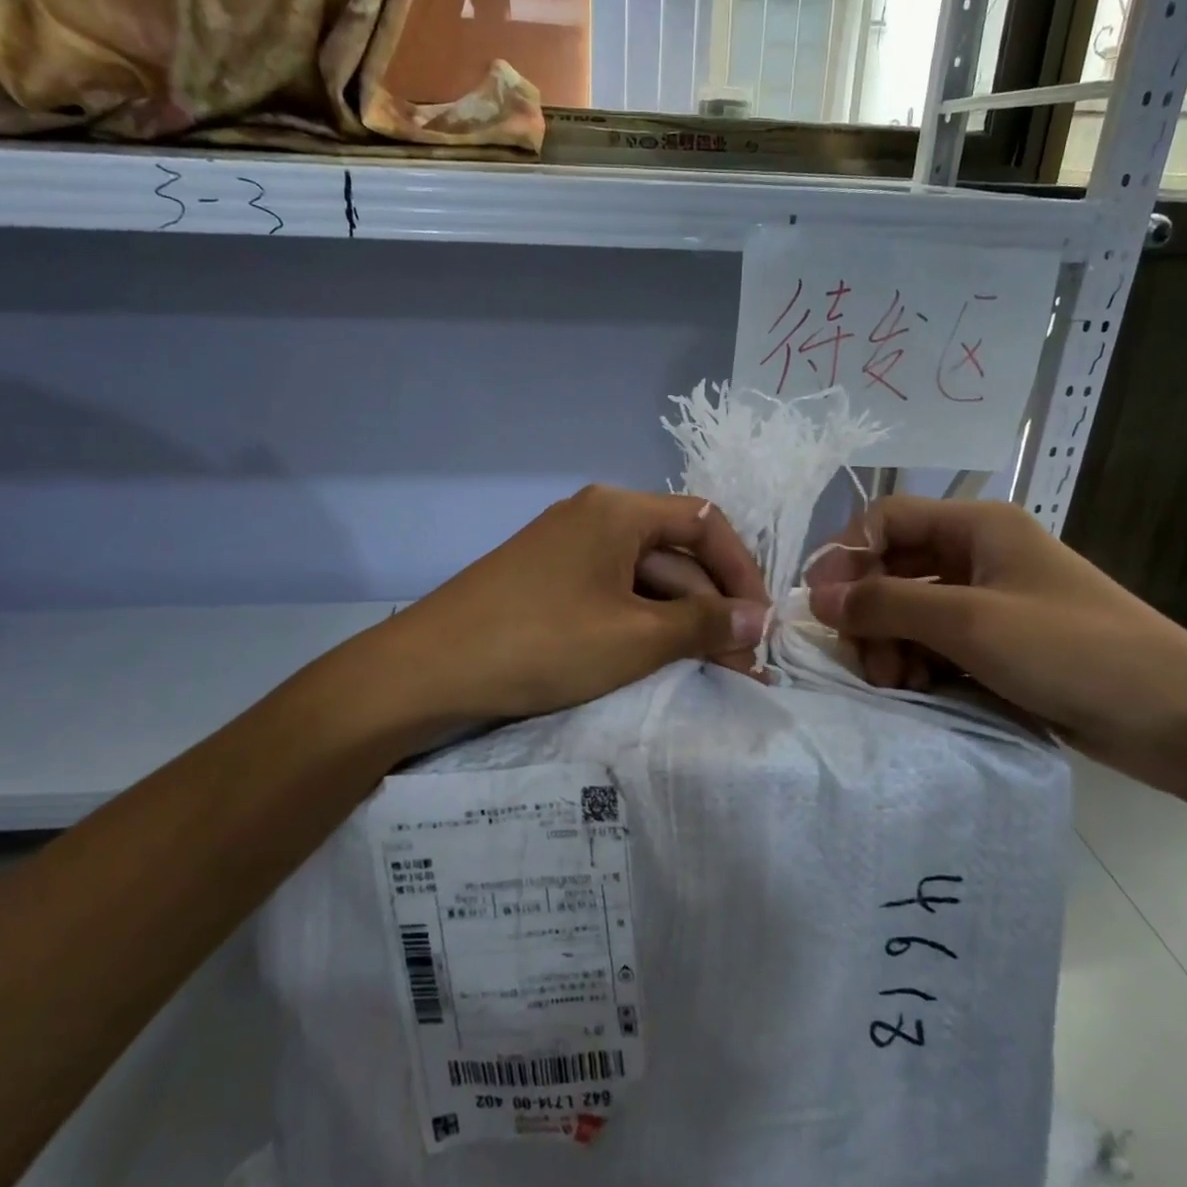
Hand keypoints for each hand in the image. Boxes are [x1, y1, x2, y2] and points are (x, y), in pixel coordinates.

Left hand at [368, 486, 768, 728]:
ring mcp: (566, 552)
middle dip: (712, 609)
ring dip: (680, 625)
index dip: (742, 571)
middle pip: (675, 555)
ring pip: (644, 582)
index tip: (760, 623)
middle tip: (741, 667)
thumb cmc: (541, 643)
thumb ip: (703, 625)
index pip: (705, 524)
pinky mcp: (547, 585)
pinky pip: (611, 598)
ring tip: (710, 675)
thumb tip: (761, 619)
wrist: (425, 672)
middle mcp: (594, 518)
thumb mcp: (633, 638)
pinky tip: (659, 666)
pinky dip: (641, 628)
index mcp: (618, 510)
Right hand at [806, 496, 1186, 794]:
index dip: (846, 555)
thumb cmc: (1072, 651)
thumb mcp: (969, 623)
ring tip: (897, 683)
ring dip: (890, 644)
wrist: (1178, 720)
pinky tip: (920, 690)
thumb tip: (815, 598)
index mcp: (977, 527)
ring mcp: (990, 603)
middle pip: (893, 568)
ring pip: (909, 611)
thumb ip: (885, 605)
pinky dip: (917, 664)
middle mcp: (978, 556)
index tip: (821, 606)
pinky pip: (935, 644)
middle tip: (867, 660)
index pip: (886, 520)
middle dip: (869, 612)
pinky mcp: (998, 646)